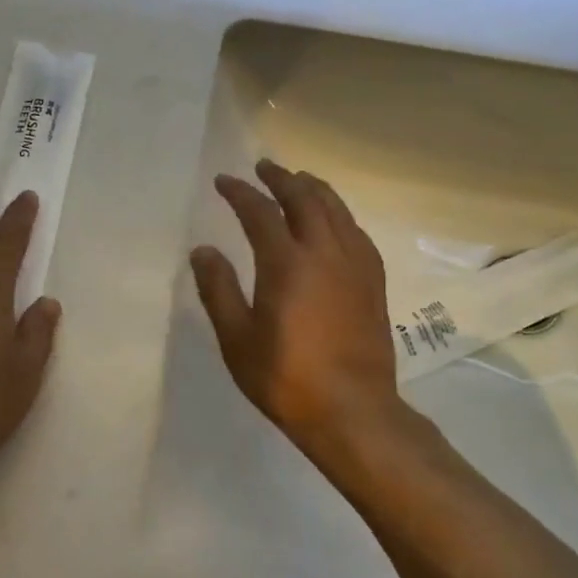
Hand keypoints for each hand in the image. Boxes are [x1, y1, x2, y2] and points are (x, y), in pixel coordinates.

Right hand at [190, 159, 400, 452]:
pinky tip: (335, 220)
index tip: (224, 181)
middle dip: (281, 178)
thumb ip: (218, 289)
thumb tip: (203, 250)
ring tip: (299, 180)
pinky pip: (356, 231)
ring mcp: (355, 264)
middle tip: (264, 167)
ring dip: (314, 188)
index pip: (260, 211)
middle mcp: (324, 252)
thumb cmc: (286, 378)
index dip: (240, 192)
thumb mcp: (237, 339)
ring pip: (336, 209)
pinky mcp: (374, 281)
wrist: (352, 410)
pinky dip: (340, 214)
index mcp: (286, 263)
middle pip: (304, 198)